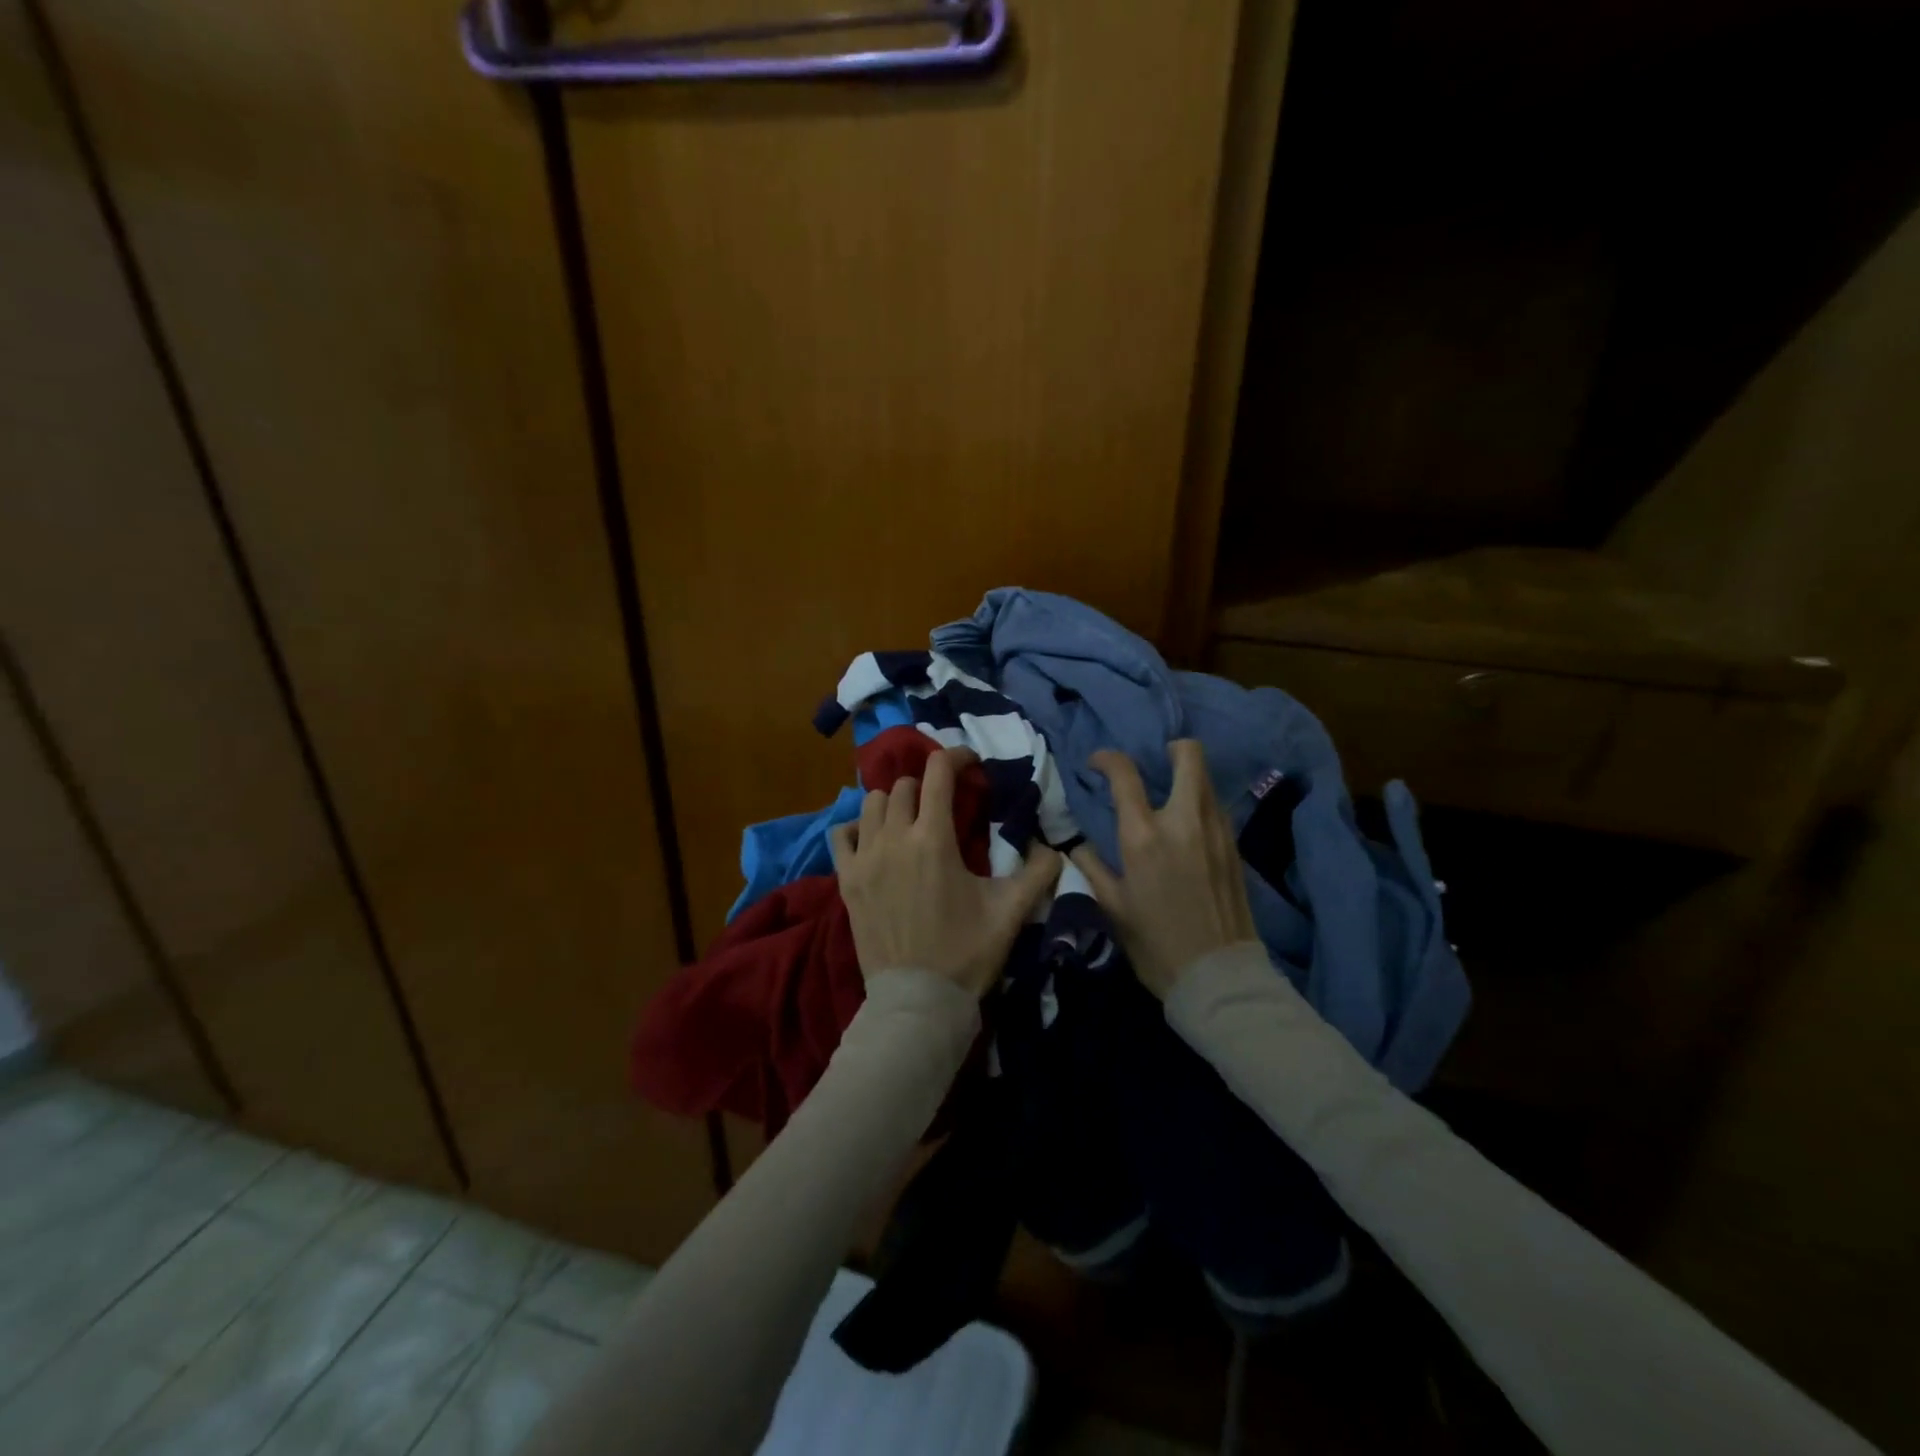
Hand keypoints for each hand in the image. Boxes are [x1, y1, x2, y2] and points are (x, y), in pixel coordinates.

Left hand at [830, 748, 1060, 996]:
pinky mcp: (846, 880)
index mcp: (933, 839)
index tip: (970, 762)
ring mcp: (864, 858)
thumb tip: (1056, 847)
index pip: (938, 772)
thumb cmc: (966, 953)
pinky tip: (873, 840)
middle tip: (944, 803)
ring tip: (910, 819)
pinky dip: (857, 827)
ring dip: (893, 802)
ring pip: (871, 803)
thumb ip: (1038, 873)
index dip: (956, 756)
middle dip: (928, 785)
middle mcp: (894, 838)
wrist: (918, 1001)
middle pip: (904, 785)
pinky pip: (841, 833)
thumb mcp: (1010, 912)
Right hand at [1072, 739, 1257, 999]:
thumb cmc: (1155, 943)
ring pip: (1207, 779)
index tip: (1097, 764)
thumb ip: (1090, 866)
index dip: (1107, 759)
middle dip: (1172, 748)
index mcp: (1144, 836)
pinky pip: (1217, 807)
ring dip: (1187, 777)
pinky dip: (1201, 803)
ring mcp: (1216, 830)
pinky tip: (1188, 828)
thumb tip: (1075, 843)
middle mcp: (1184, 820)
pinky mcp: (1235, 846)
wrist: (1219, 977)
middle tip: (1155, 764)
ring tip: (1169, 797)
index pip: (1125, 773)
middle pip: (1189, 755)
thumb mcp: (1111, 907)